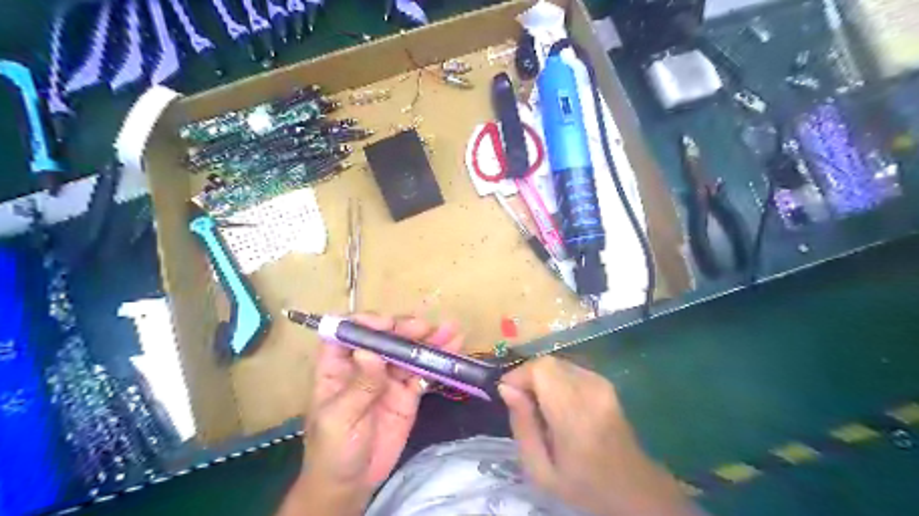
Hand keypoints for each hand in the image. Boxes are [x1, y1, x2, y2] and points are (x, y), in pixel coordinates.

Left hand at [300, 315, 462, 495]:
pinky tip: (453, 349)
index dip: (365, 323)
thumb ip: (358, 386)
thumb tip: (369, 351)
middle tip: (426, 328)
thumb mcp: (340, 419)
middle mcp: (365, 365)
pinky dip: (438, 361)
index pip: (348, 333)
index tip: (387, 325)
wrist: (353, 483)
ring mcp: (388, 377)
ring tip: (450, 330)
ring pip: (408, 352)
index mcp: (338, 366)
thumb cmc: (333, 450)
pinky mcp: (408, 392)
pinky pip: (423, 372)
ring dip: (428, 340)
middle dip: (404, 329)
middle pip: (384, 338)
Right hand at [501, 358, 696, 514]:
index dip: (519, 375)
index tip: (508, 395)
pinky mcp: (605, 382)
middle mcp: (591, 390)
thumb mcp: (541, 470)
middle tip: (521, 402)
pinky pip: (569, 369)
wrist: (634, 488)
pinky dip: (555, 379)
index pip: (542, 369)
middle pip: (548, 363)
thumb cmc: (583, 486)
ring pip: (558, 363)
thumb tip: (506, 388)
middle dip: (527, 376)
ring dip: (541, 377)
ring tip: (538, 405)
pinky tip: (556, 403)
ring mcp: (601, 383)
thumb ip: (522, 426)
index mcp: (575, 414)